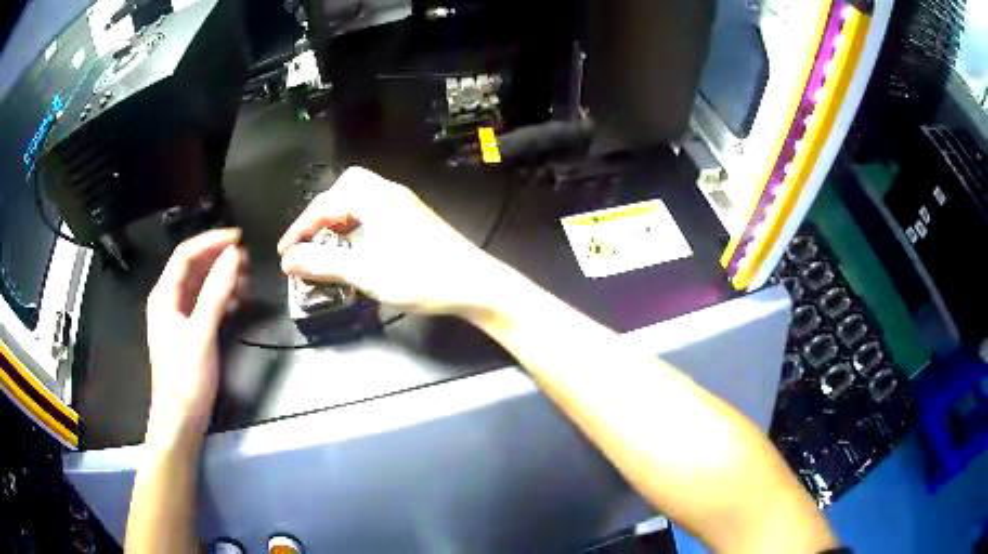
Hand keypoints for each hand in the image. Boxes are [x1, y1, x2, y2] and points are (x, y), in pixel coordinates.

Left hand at [145, 229, 245, 445]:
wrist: (180, 421)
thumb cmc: (185, 379)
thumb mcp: (201, 334)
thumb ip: (216, 293)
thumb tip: (234, 256)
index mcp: (164, 295)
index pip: (186, 254)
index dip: (211, 241)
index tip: (239, 239)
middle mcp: (169, 300)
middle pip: (194, 267)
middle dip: (219, 259)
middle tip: (248, 261)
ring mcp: (179, 317)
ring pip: (201, 285)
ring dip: (223, 278)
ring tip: (247, 281)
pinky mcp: (190, 333)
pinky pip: (206, 304)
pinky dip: (222, 298)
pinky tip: (238, 301)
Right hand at [278, 167, 505, 317]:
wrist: (475, 286)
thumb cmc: (421, 278)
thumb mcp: (366, 273)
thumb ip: (323, 264)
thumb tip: (287, 260)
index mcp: (376, 198)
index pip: (326, 203)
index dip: (300, 227)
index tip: (285, 251)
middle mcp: (390, 193)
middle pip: (345, 188)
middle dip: (322, 212)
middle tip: (310, 239)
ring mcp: (405, 205)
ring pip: (361, 199)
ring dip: (339, 218)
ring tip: (326, 245)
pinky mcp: (413, 219)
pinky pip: (375, 211)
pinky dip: (356, 224)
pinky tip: (354, 247)